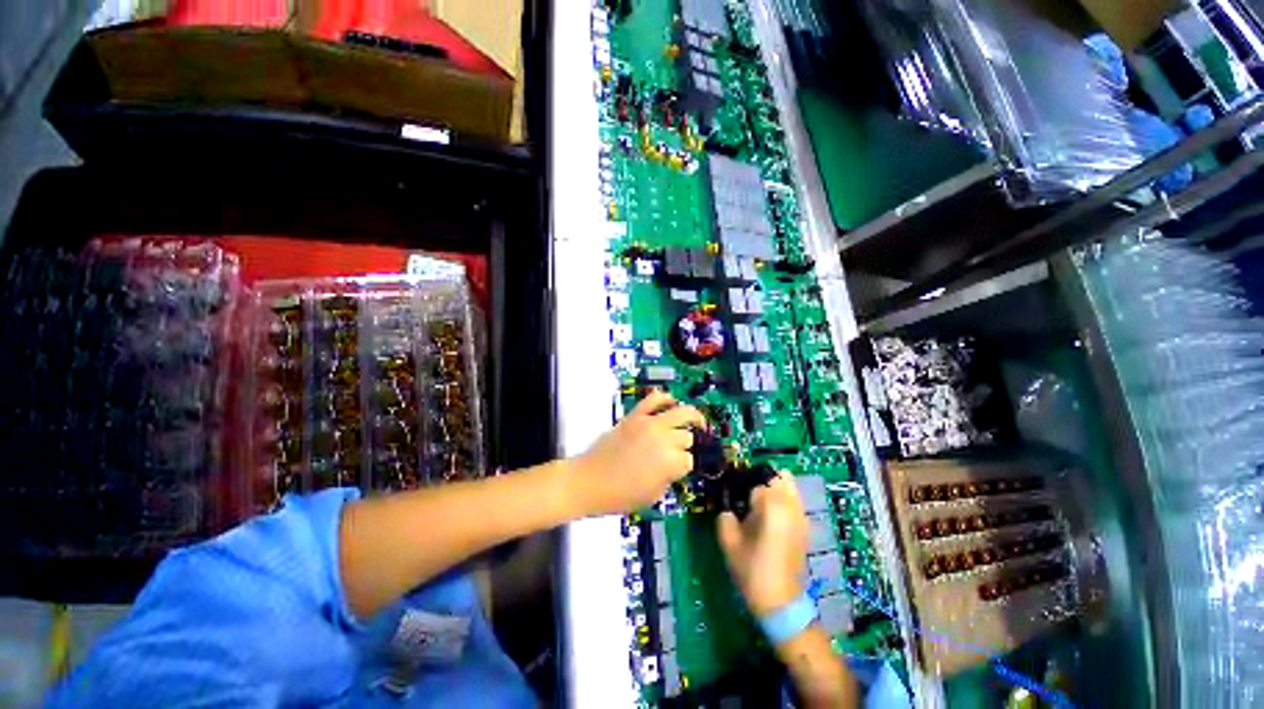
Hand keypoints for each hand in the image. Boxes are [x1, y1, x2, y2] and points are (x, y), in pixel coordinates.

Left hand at [568, 390, 705, 515]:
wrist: (588, 481)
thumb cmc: (619, 496)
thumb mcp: (653, 496)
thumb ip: (669, 478)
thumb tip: (675, 466)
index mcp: (669, 463)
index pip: (689, 460)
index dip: (685, 466)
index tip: (678, 469)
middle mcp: (663, 440)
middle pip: (686, 436)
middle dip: (684, 446)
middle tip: (678, 452)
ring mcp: (648, 424)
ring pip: (680, 413)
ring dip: (690, 418)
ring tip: (696, 421)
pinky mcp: (634, 416)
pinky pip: (653, 399)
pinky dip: (665, 398)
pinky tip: (672, 402)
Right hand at [717, 471, 808, 615]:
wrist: (783, 605)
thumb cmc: (753, 572)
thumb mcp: (729, 544)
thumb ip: (725, 518)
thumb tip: (728, 509)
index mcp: (772, 506)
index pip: (756, 482)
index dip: (742, 488)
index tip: (734, 500)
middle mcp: (790, 506)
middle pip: (779, 477)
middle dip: (762, 481)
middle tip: (746, 498)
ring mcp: (801, 517)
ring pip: (791, 487)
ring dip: (774, 489)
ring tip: (757, 505)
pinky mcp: (806, 528)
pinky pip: (795, 501)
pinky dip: (784, 500)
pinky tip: (770, 516)